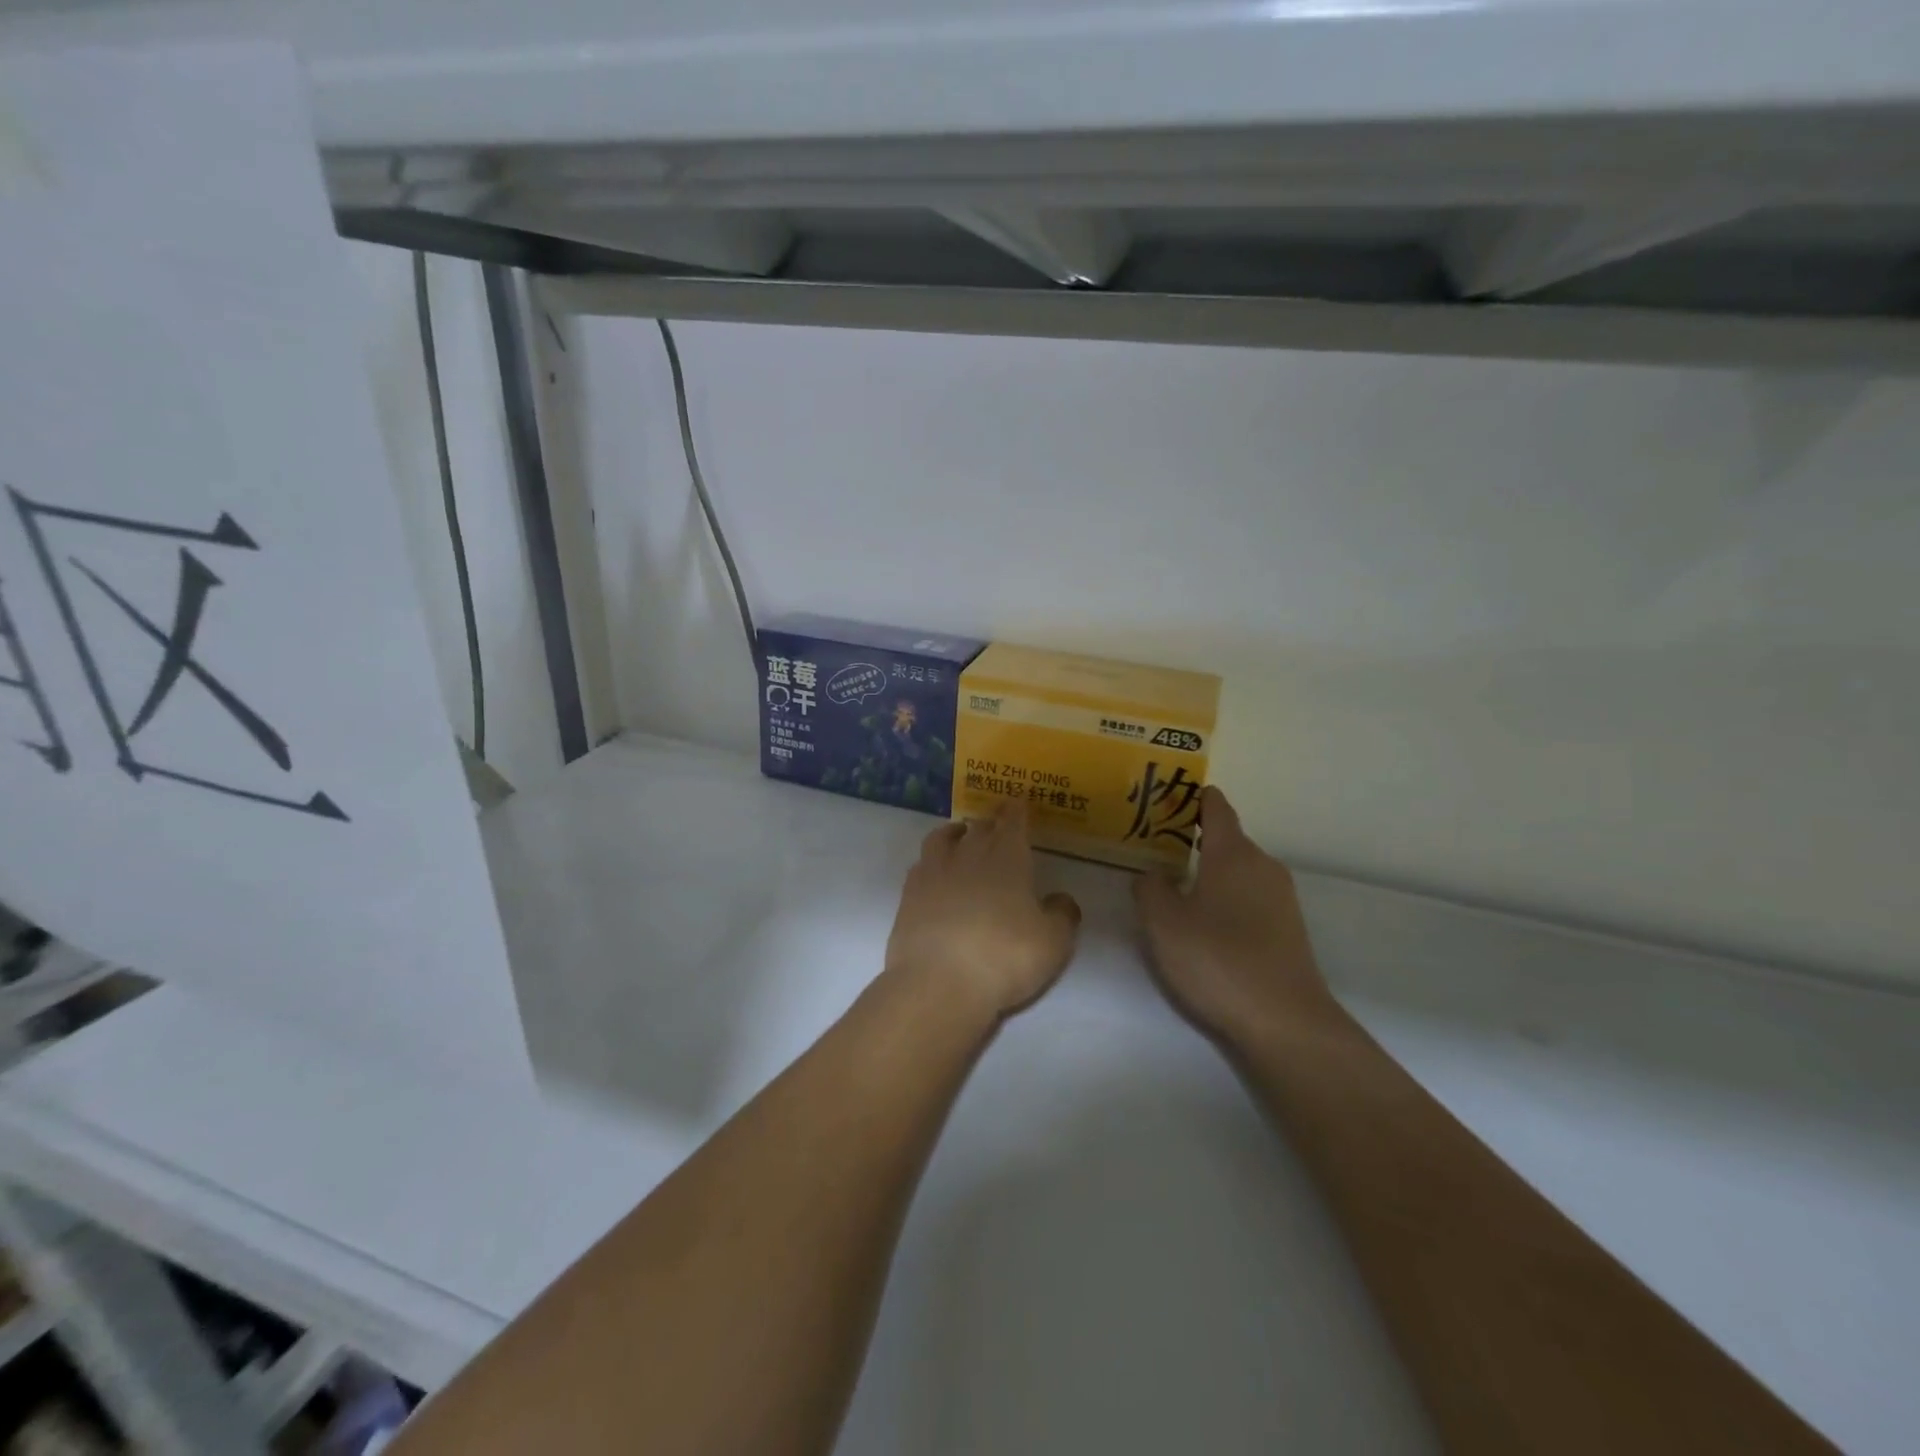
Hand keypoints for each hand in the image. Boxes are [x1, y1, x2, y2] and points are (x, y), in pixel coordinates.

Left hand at [884, 802, 1081, 1020]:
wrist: (938, 983)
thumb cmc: (1004, 958)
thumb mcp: (1053, 942)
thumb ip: (1062, 915)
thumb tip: (1061, 899)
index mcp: (1008, 858)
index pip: (1013, 822)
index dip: (1017, 810)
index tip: (1018, 801)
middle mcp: (969, 854)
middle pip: (979, 827)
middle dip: (990, 822)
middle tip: (995, 824)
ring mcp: (934, 872)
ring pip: (942, 837)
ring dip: (954, 833)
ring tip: (960, 836)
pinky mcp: (908, 894)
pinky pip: (921, 865)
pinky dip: (931, 861)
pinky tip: (934, 871)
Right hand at [1134, 787, 1342, 1050]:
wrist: (1284, 1021)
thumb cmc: (1217, 959)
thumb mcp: (1163, 922)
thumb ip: (1149, 888)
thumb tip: (1152, 874)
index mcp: (1233, 853)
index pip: (1216, 808)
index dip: (1194, 797)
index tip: (1169, 793)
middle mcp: (1263, 866)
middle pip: (1227, 839)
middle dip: (1194, 838)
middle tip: (1156, 845)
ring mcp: (1281, 899)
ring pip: (1238, 871)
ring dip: (1210, 872)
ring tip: (1176, 884)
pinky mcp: (1288, 929)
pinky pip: (1250, 898)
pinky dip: (1226, 897)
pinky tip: (1206, 922)